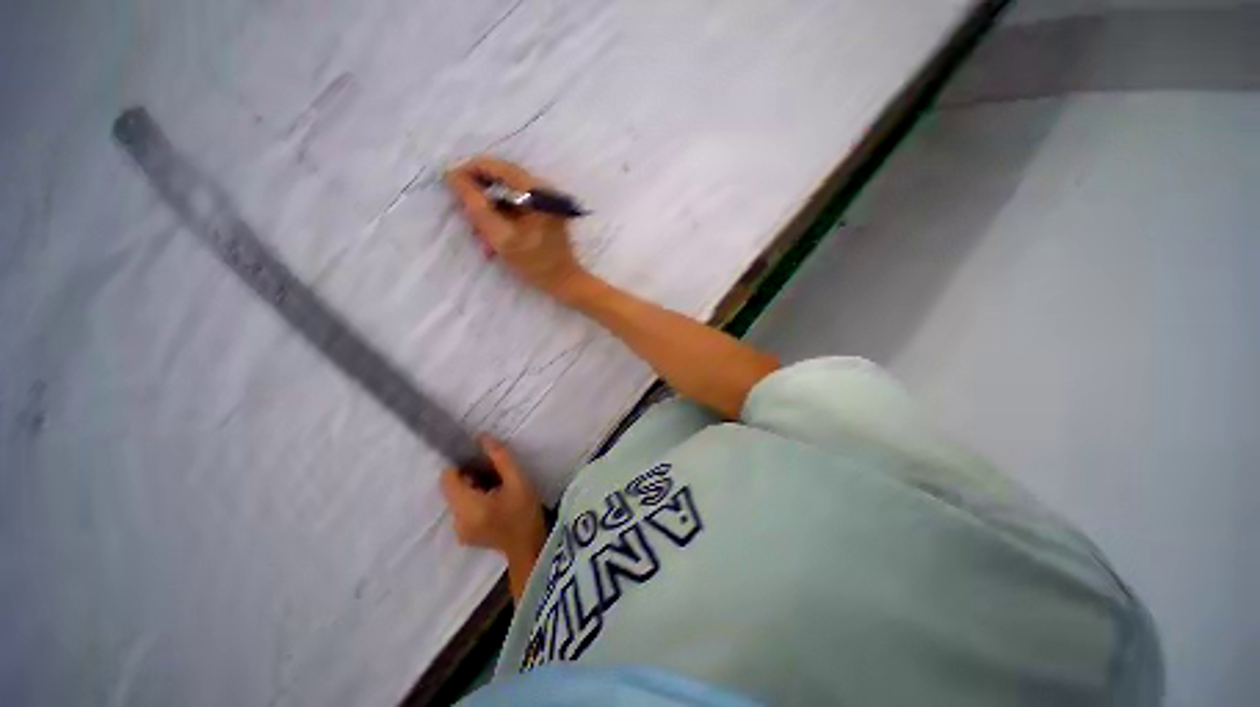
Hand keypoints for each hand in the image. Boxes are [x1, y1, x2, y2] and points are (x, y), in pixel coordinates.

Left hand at [441, 436, 545, 558]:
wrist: (529, 547)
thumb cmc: (525, 511)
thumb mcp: (518, 480)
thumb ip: (500, 458)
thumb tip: (482, 437)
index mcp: (468, 508)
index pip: (447, 479)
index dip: (460, 465)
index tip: (479, 460)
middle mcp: (457, 520)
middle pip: (451, 488)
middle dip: (469, 477)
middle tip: (493, 474)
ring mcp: (458, 530)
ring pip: (456, 498)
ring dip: (471, 488)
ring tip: (495, 488)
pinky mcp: (463, 534)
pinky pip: (461, 509)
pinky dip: (473, 500)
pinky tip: (493, 501)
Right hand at [445, 155, 590, 299]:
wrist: (564, 281)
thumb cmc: (535, 263)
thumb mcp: (501, 237)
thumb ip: (476, 206)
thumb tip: (453, 176)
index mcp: (535, 190)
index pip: (495, 166)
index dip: (468, 171)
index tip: (449, 185)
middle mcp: (542, 188)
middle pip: (500, 178)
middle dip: (479, 195)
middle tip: (467, 216)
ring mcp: (545, 199)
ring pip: (505, 192)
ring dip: (489, 209)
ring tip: (481, 233)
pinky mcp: (544, 210)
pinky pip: (515, 204)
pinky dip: (501, 216)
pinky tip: (494, 236)